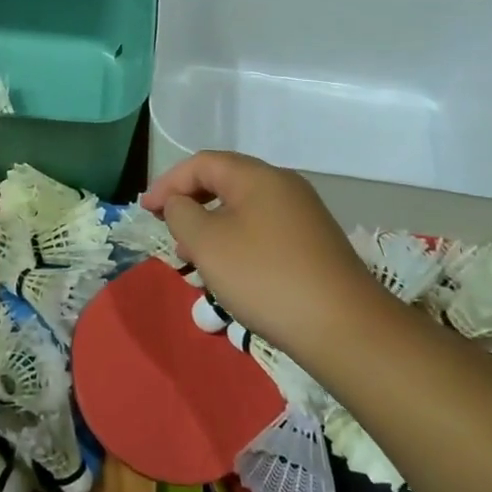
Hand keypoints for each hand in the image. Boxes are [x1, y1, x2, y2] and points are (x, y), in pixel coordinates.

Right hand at [140, 151, 376, 350]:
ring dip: (212, 227)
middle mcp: (284, 186)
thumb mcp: (207, 243)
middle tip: (169, 233)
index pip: (202, 163)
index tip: (146, 211)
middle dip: (190, 205)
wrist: (345, 328)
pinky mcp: (314, 244)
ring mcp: (304, 215)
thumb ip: (181, 214)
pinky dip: (237, 242)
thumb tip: (180, 203)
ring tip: (194, 260)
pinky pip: (263, 230)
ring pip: (244, 209)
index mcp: (257, 176)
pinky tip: (231, 273)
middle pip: (225, 182)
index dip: (168, 182)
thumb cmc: (265, 277)